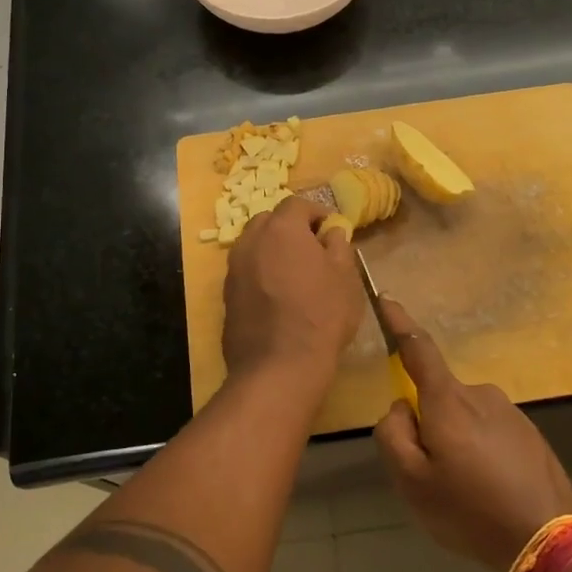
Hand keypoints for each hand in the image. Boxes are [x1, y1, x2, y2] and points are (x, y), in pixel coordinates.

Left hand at [222, 195, 362, 381]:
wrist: (279, 367)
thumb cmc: (321, 315)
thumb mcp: (345, 277)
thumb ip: (338, 246)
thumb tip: (331, 231)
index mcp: (281, 229)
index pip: (297, 204)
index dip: (317, 213)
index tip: (332, 231)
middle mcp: (250, 241)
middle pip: (269, 221)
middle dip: (290, 228)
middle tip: (312, 250)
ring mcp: (233, 269)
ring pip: (253, 246)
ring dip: (272, 251)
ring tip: (293, 274)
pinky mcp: (226, 296)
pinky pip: (245, 272)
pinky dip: (260, 274)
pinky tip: (277, 297)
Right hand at [373, 299, 571, 571]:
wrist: (550, 540)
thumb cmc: (471, 510)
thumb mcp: (412, 482)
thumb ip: (393, 435)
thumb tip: (402, 407)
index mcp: (448, 400)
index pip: (418, 348)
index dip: (399, 323)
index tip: (386, 299)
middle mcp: (480, 393)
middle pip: (439, 397)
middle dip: (429, 425)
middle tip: (434, 476)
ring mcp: (509, 412)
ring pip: (465, 419)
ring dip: (458, 443)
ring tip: (467, 493)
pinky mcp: (530, 433)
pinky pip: (490, 433)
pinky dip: (482, 454)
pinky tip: (492, 492)